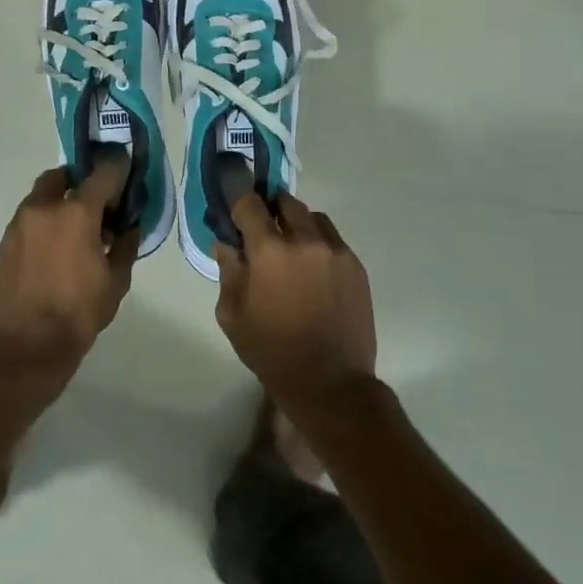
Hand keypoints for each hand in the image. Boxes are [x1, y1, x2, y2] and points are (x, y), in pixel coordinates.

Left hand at [0, 158, 137, 395]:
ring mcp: (20, 222)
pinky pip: (30, 217)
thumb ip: (125, 245)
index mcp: (77, 212)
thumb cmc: (77, 314)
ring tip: (77, 229)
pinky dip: (45, 221)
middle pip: (64, 176)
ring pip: (43, 196)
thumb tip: (129, 226)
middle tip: (98, 204)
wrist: (24, 347)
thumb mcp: (115, 281)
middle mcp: (44, 207)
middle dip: (82, 182)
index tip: (127, 172)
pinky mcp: (5, 241)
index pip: (104, 173)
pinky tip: (56, 247)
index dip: (119, 169)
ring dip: (61, 201)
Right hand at [213, 192, 375, 410]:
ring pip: (313, 217)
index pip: (249, 203)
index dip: (238, 200)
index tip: (233, 208)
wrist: (331, 383)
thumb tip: (227, 243)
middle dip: (270, 209)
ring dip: (297, 224)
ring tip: (292, 250)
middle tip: (262, 230)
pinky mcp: (356, 266)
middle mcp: (305, 240)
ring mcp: (336, 251)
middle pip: (285, 201)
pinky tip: (313, 270)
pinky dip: (319, 243)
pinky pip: (333, 239)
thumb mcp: (232, 315)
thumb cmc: (272, 351)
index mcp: (270, 250)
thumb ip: (228, 271)